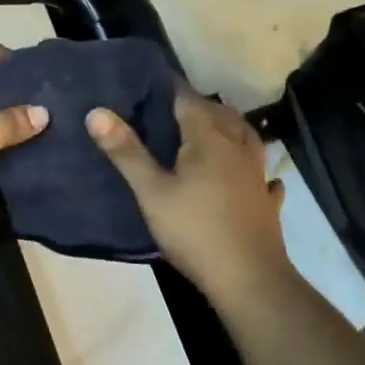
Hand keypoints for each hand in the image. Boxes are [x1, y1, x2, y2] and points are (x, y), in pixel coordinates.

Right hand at [87, 90, 290, 305]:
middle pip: (222, 115)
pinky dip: (256, 169)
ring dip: (230, 128)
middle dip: (199, 106)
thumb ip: (126, 151)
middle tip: (173, 107)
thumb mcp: (151, 191)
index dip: (170, 89)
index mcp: (209, 140)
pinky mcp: (267, 203)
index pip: (189, 101)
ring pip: (247, 138)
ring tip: (212, 129)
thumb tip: (97, 112)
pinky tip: (256, 176)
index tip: (150, 84)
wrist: (249, 280)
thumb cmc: (195, 231)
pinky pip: (264, 176)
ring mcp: (257, 176)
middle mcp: (237, 149)